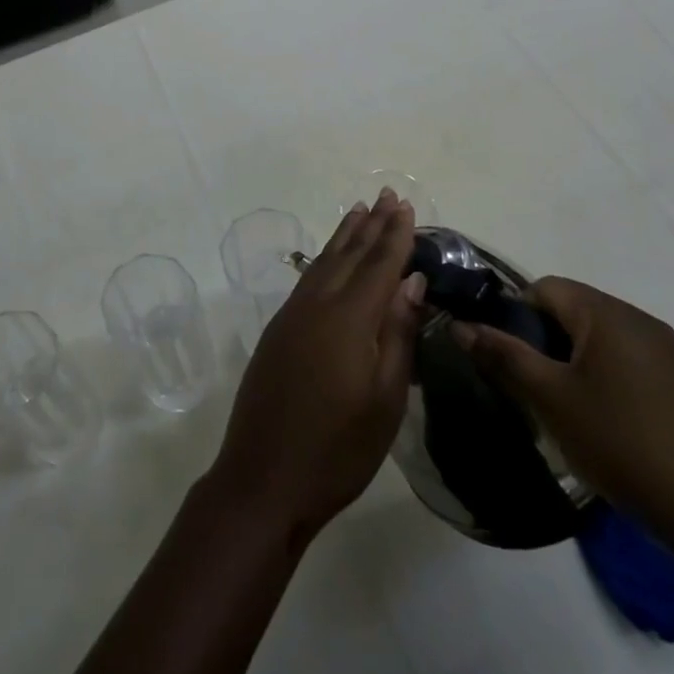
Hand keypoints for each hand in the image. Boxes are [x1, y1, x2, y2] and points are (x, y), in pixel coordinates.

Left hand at [208, 190, 427, 542]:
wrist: (263, 477)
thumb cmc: (337, 449)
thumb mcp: (384, 400)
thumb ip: (396, 334)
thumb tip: (410, 281)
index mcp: (348, 319)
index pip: (378, 265)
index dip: (394, 235)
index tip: (405, 206)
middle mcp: (316, 304)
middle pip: (348, 255)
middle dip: (370, 225)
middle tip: (386, 196)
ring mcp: (291, 315)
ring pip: (323, 263)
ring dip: (344, 236)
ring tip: (359, 212)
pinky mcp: (278, 330)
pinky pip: (307, 280)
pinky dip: (324, 260)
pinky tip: (330, 260)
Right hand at [452, 277, 673, 564]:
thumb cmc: (625, 445)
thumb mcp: (550, 399)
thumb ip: (503, 355)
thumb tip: (461, 324)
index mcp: (608, 314)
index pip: (545, 287)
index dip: (514, 314)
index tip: (503, 356)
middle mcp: (641, 321)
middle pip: (572, 311)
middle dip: (541, 341)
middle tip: (527, 387)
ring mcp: (670, 354)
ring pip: (599, 340)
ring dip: (571, 364)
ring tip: (561, 410)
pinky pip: (627, 364)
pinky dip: (603, 381)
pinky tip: (603, 426)